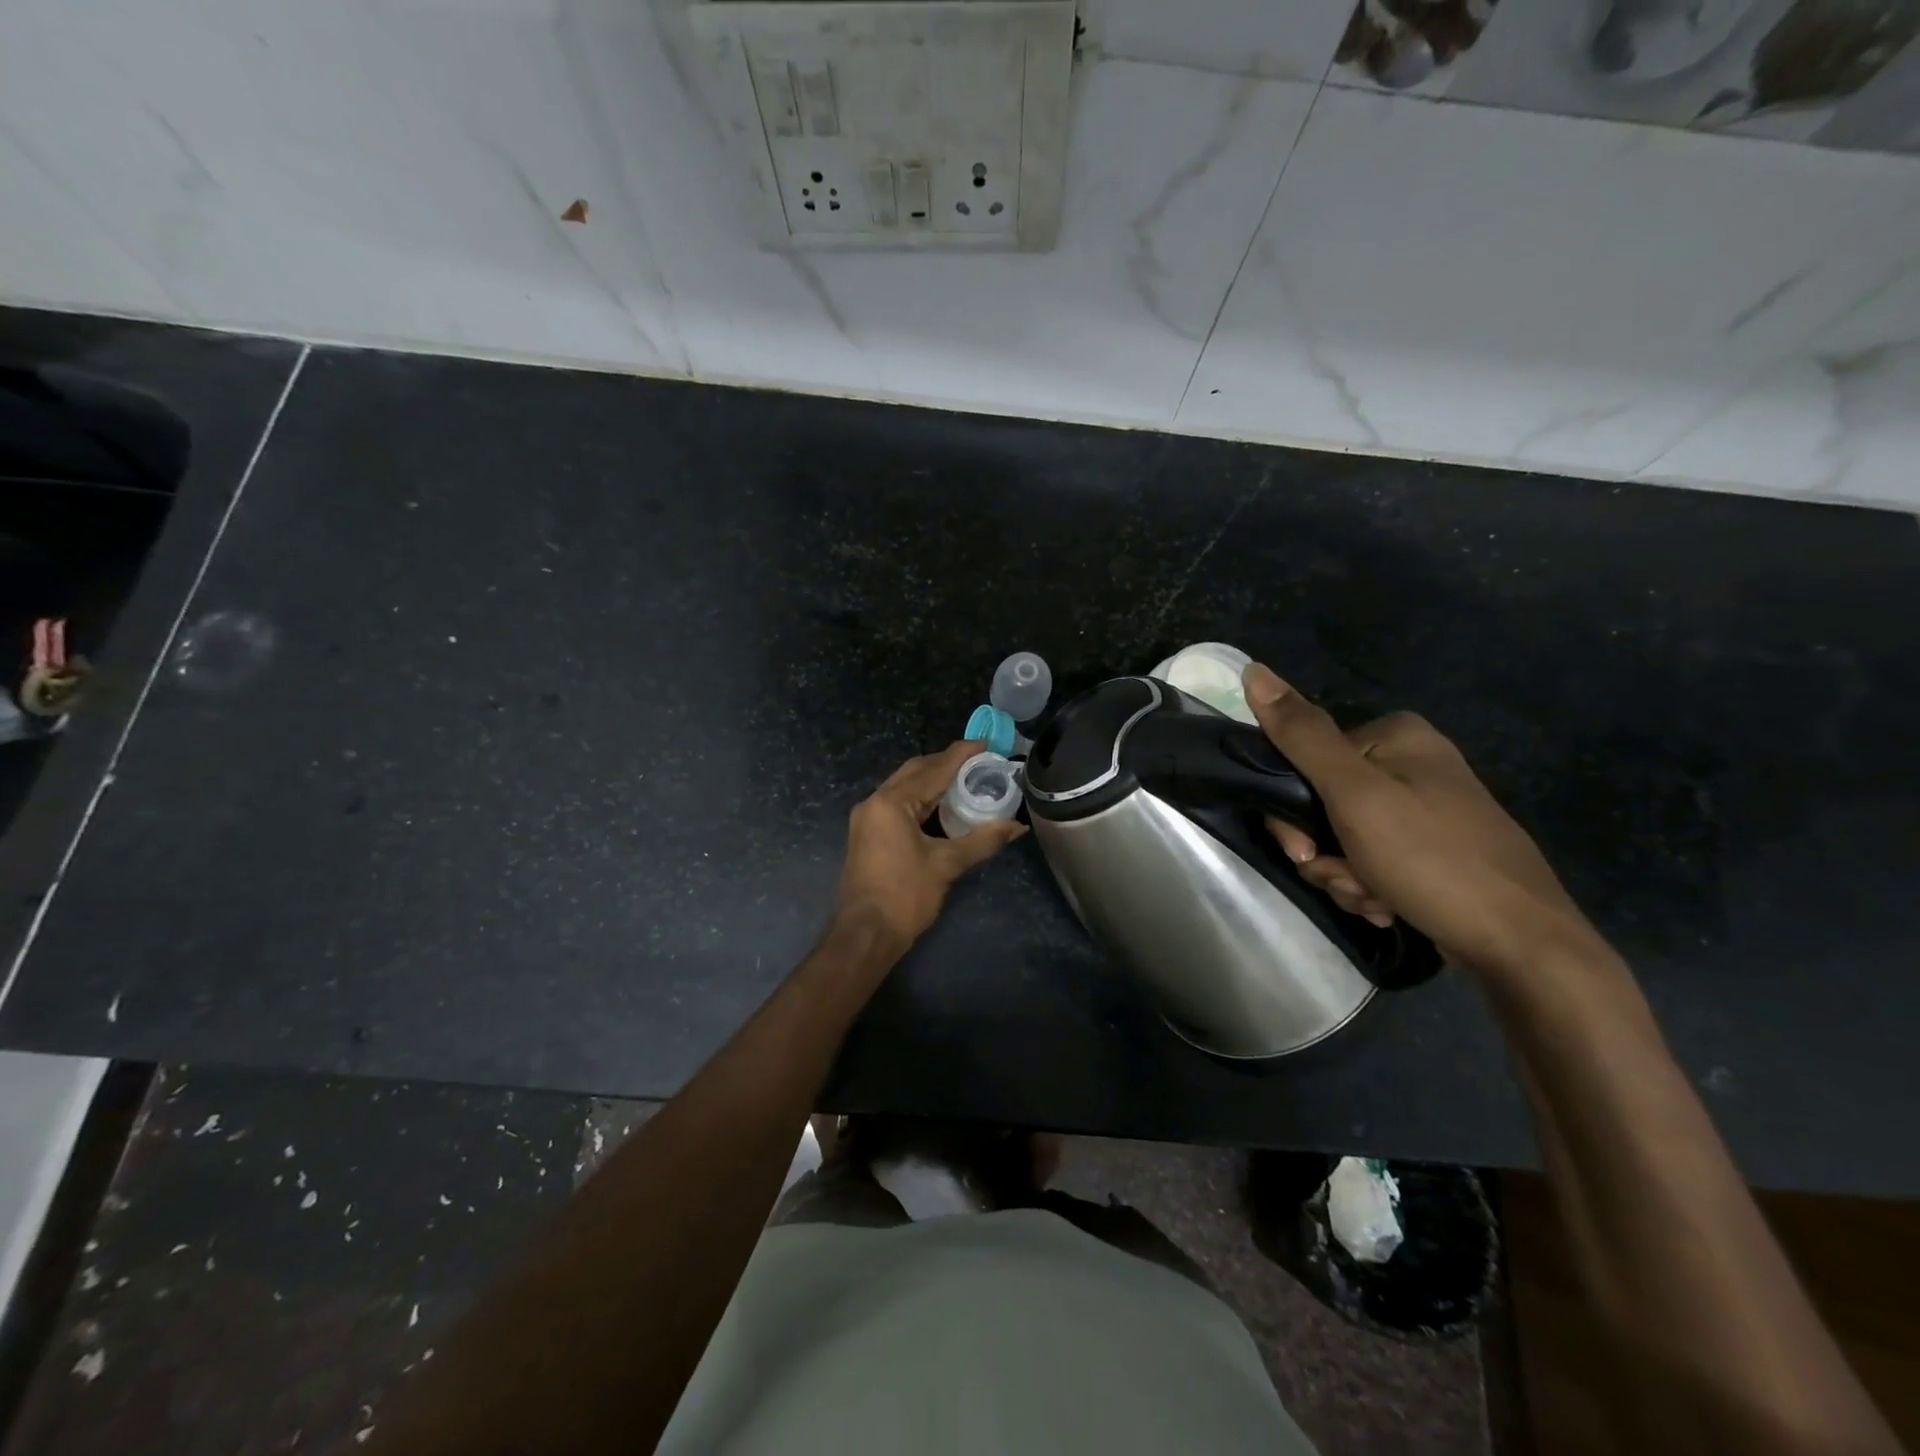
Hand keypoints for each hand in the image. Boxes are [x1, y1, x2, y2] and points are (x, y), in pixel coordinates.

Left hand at [835, 740, 1027, 953]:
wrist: (866, 934)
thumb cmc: (905, 897)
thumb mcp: (947, 865)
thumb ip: (983, 840)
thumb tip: (1017, 826)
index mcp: (891, 802)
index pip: (933, 769)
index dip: (961, 755)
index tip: (986, 744)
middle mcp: (874, 802)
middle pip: (915, 771)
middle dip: (946, 763)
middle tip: (979, 762)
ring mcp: (867, 818)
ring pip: (904, 787)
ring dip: (933, 781)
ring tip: (966, 779)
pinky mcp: (867, 834)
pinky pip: (897, 804)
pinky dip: (921, 799)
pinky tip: (942, 806)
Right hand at [1241, 662, 1594, 973]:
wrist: (1521, 944)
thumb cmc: (1432, 859)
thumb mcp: (1355, 794)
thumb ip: (1302, 736)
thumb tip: (1253, 670)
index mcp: (1394, 736)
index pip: (1303, 761)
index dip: (1291, 811)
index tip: (1305, 849)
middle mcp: (1410, 763)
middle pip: (1321, 803)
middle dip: (1323, 851)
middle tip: (1346, 878)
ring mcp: (1423, 808)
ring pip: (1340, 838)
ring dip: (1344, 875)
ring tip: (1375, 898)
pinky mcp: (1430, 849)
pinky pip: (1370, 860)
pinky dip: (1368, 886)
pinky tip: (1388, 905)